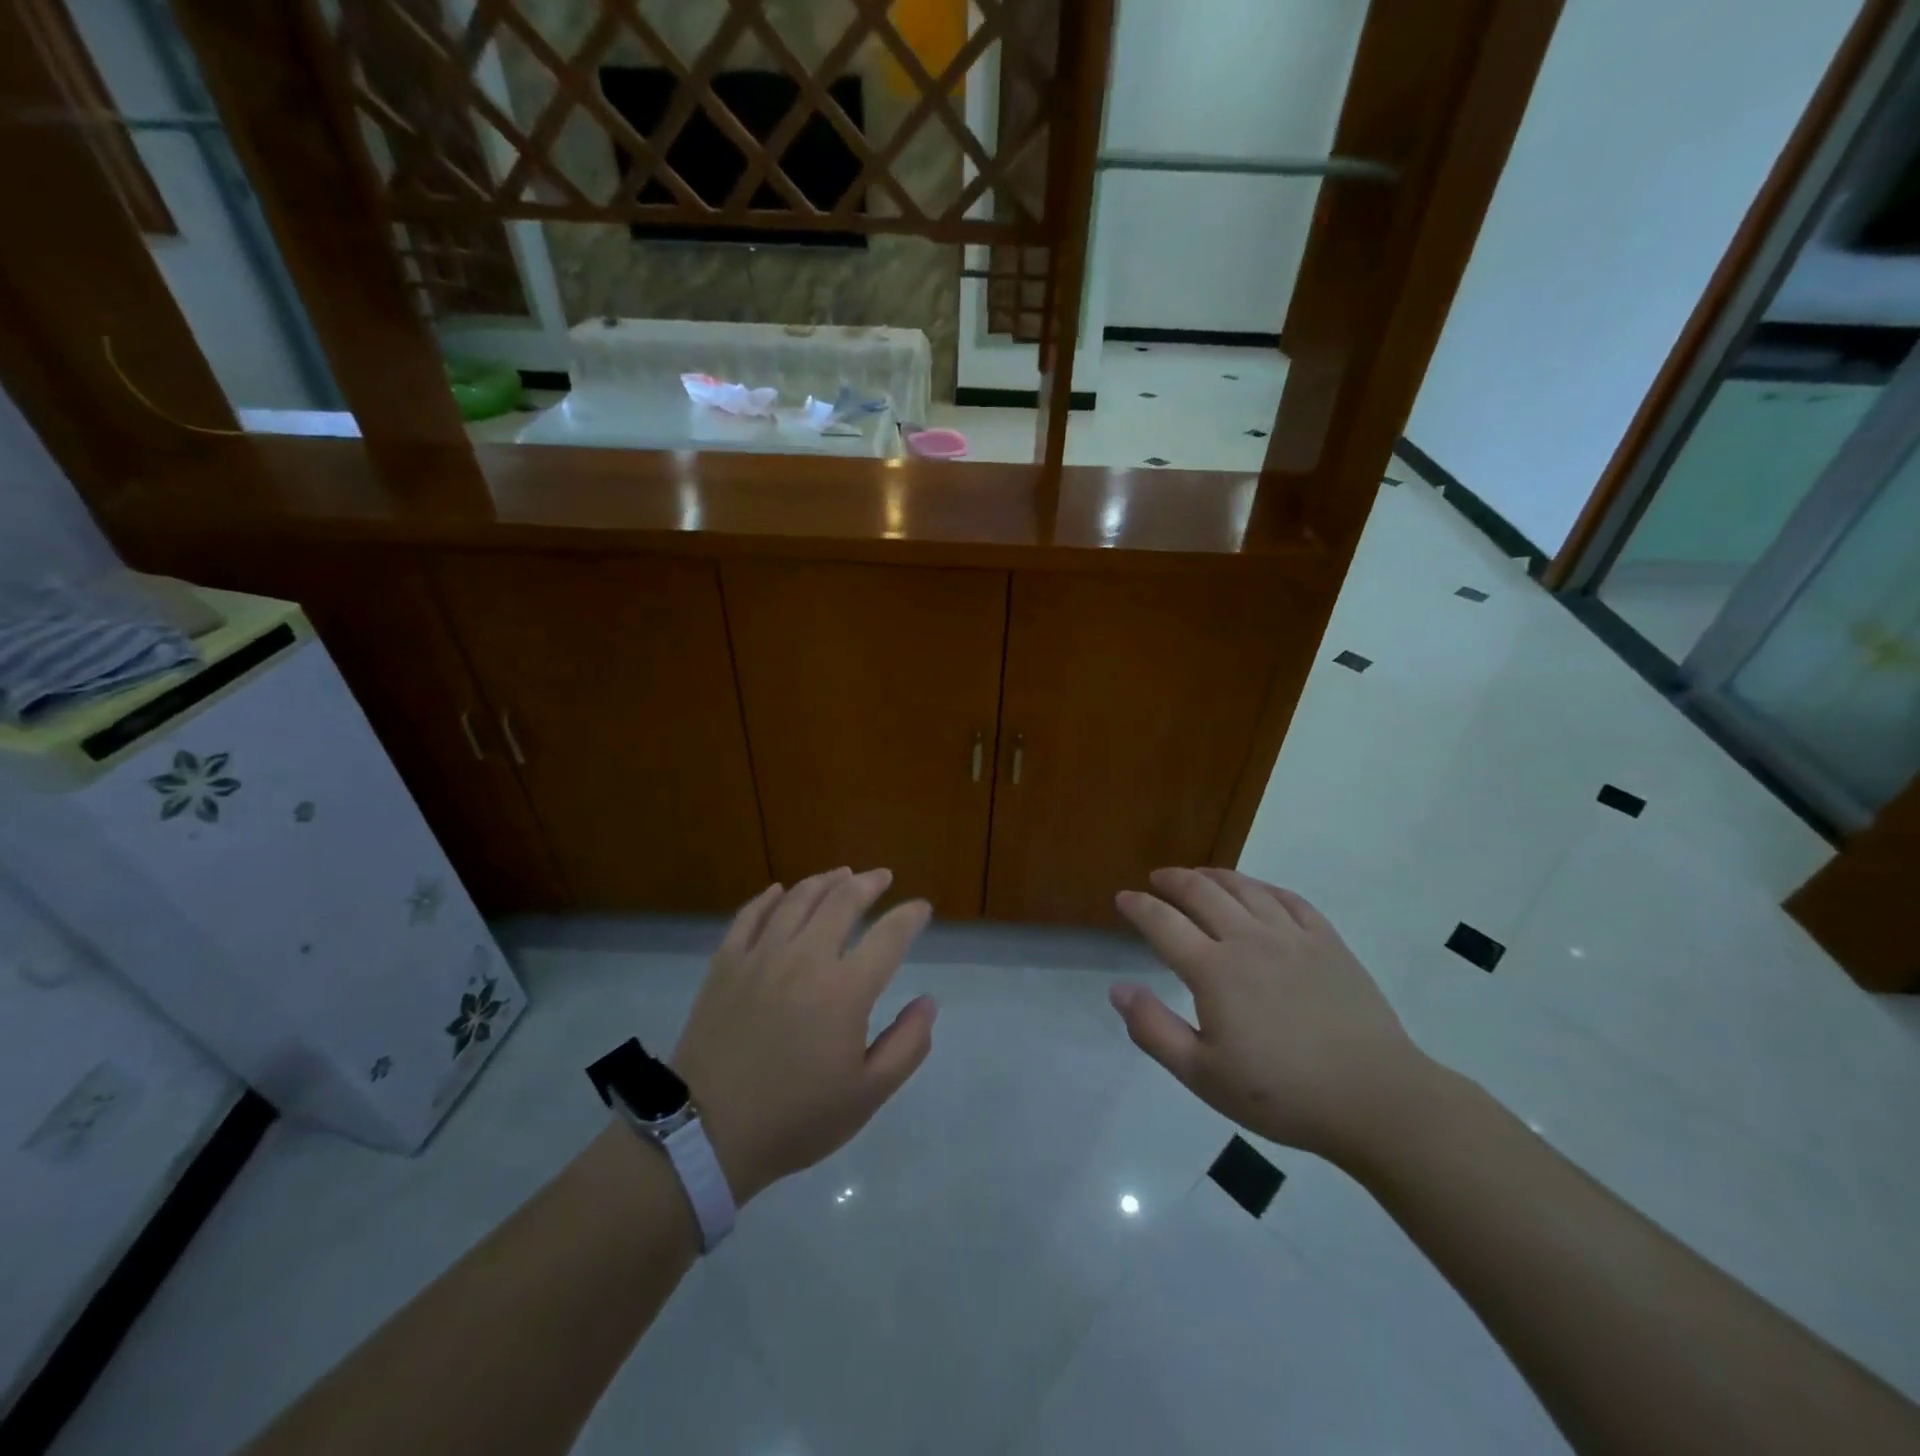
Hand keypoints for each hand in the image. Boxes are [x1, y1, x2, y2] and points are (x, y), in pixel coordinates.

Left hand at [672, 868, 935, 1203]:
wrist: (706, 1134)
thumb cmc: (796, 1118)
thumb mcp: (867, 1095)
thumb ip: (908, 1045)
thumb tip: (928, 1002)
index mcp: (845, 990)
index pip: (889, 936)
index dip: (910, 917)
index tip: (921, 908)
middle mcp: (805, 958)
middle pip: (842, 901)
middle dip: (869, 883)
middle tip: (882, 877)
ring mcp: (761, 955)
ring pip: (798, 899)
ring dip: (825, 881)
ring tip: (841, 875)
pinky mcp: (726, 963)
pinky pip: (750, 915)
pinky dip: (769, 897)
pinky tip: (780, 891)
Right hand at [1111, 867, 1432, 1162]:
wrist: (1375, 1099)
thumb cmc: (1282, 1094)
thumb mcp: (1203, 1076)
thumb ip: (1154, 1030)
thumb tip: (1118, 989)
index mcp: (1213, 970)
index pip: (1163, 923)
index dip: (1139, 907)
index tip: (1123, 898)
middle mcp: (1248, 939)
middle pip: (1202, 892)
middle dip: (1173, 880)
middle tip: (1157, 878)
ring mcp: (1292, 936)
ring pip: (1245, 888)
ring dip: (1215, 876)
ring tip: (1200, 874)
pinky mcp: (1328, 942)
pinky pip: (1289, 899)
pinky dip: (1263, 887)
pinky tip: (1257, 890)